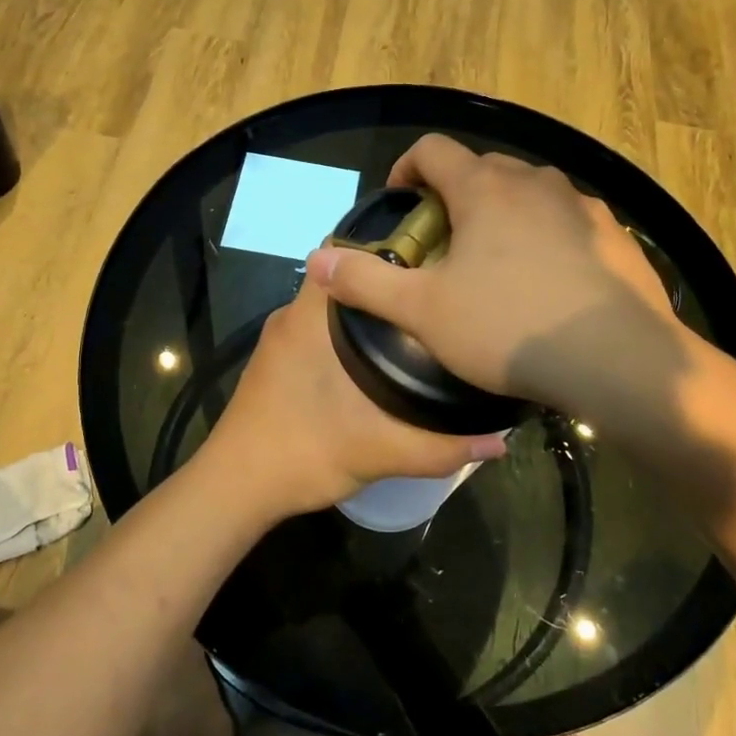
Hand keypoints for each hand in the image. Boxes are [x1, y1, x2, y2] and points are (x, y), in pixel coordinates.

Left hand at [193, 270, 506, 522]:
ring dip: (369, 312)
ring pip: (332, 308)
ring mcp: (280, 340)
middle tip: (438, 294)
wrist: (235, 489)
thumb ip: (440, 448)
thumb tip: (500, 442)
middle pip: (345, 278)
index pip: (345, 251)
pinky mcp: (277, 363)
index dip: (390, 245)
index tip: (434, 256)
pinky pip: (320, 331)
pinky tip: (380, 360)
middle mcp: (292, 316)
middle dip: (389, 281)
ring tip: (420, 324)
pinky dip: (348, 335)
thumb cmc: (301, 453)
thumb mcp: (377, 451)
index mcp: (311, 317)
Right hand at [305, 135, 680, 416]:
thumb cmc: (509, 328)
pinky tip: (547, 280)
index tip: (401, 200)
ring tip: (495, 261)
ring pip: (529, 192)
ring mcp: (581, 206)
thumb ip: (366, 282)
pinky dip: (546, 234)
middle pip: (482, 167)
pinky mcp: (614, 234)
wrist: (618, 359)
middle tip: (443, 241)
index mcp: (484, 188)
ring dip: (503, 212)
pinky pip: (567, 220)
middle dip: (455, 194)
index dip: (407, 167)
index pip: (433, 149)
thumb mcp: (424, 312)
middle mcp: (534, 181)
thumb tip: (317, 259)